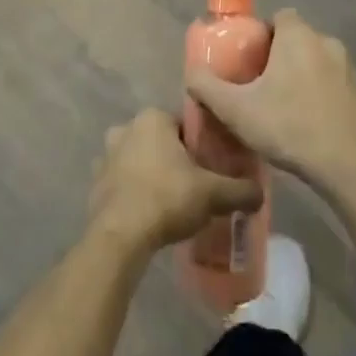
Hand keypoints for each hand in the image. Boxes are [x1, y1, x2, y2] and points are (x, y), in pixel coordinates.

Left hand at [88, 109, 262, 254]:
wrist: (120, 236)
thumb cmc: (167, 198)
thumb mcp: (213, 193)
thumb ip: (241, 190)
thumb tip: (260, 193)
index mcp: (153, 118)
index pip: (185, 125)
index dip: (201, 146)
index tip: (212, 167)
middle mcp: (126, 128)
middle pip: (161, 142)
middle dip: (176, 160)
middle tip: (195, 186)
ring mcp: (105, 156)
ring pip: (140, 161)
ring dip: (153, 175)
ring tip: (173, 203)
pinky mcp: (95, 184)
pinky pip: (123, 183)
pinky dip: (136, 193)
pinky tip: (151, 215)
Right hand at [185, 10, 355, 185]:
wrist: (346, 166)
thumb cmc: (288, 126)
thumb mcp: (235, 109)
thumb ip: (207, 86)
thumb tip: (191, 72)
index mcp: (299, 36)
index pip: (279, 17)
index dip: (262, 34)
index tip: (249, 60)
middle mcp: (327, 42)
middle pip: (297, 39)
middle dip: (279, 56)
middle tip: (259, 86)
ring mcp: (349, 68)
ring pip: (316, 61)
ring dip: (301, 75)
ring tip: (282, 106)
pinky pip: (333, 83)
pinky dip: (320, 94)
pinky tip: (307, 122)